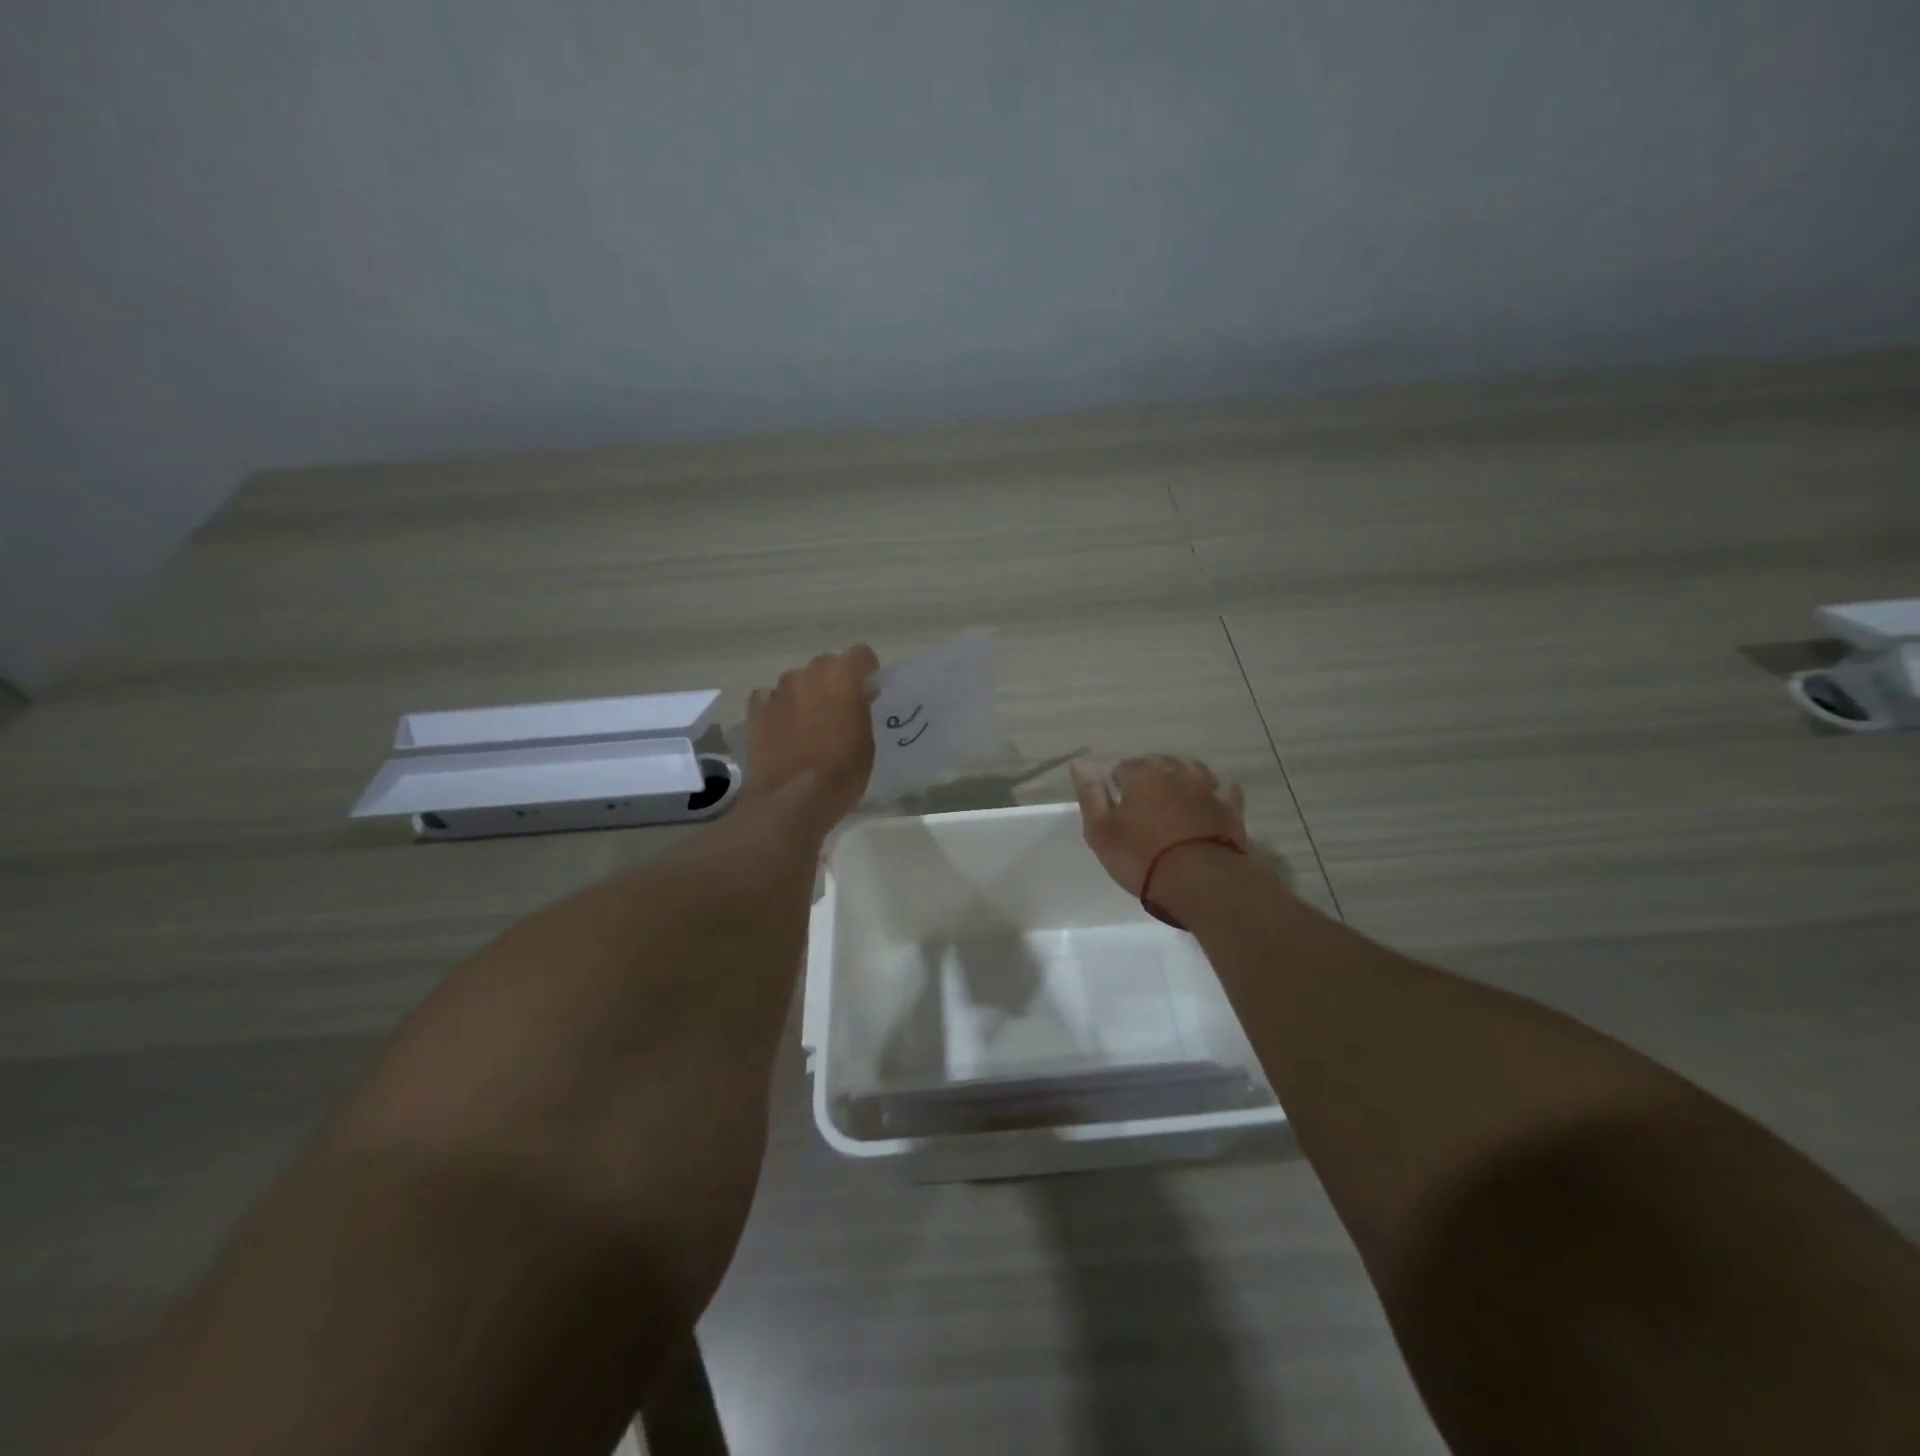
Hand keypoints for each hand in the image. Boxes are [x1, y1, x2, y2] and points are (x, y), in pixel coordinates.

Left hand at [743, 645, 880, 832]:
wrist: (792, 799)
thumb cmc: (842, 773)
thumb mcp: (866, 741)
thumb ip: (860, 710)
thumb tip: (857, 697)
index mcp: (842, 677)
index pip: (860, 654)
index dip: (866, 670)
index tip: (868, 689)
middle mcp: (807, 674)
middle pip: (825, 666)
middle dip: (833, 682)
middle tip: (839, 710)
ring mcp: (778, 691)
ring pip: (796, 683)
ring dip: (805, 696)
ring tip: (808, 725)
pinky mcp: (755, 711)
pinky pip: (770, 699)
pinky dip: (778, 710)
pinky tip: (782, 731)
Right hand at [1070, 756, 1248, 895]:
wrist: (1200, 882)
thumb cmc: (1142, 857)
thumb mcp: (1100, 831)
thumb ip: (1090, 793)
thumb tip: (1079, 761)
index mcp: (1141, 774)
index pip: (1123, 768)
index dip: (1118, 787)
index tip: (1117, 811)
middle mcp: (1175, 772)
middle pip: (1158, 766)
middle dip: (1150, 780)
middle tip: (1144, 810)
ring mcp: (1207, 788)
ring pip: (1192, 772)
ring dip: (1182, 781)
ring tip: (1175, 804)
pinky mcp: (1230, 808)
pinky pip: (1223, 792)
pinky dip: (1215, 795)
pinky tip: (1210, 805)